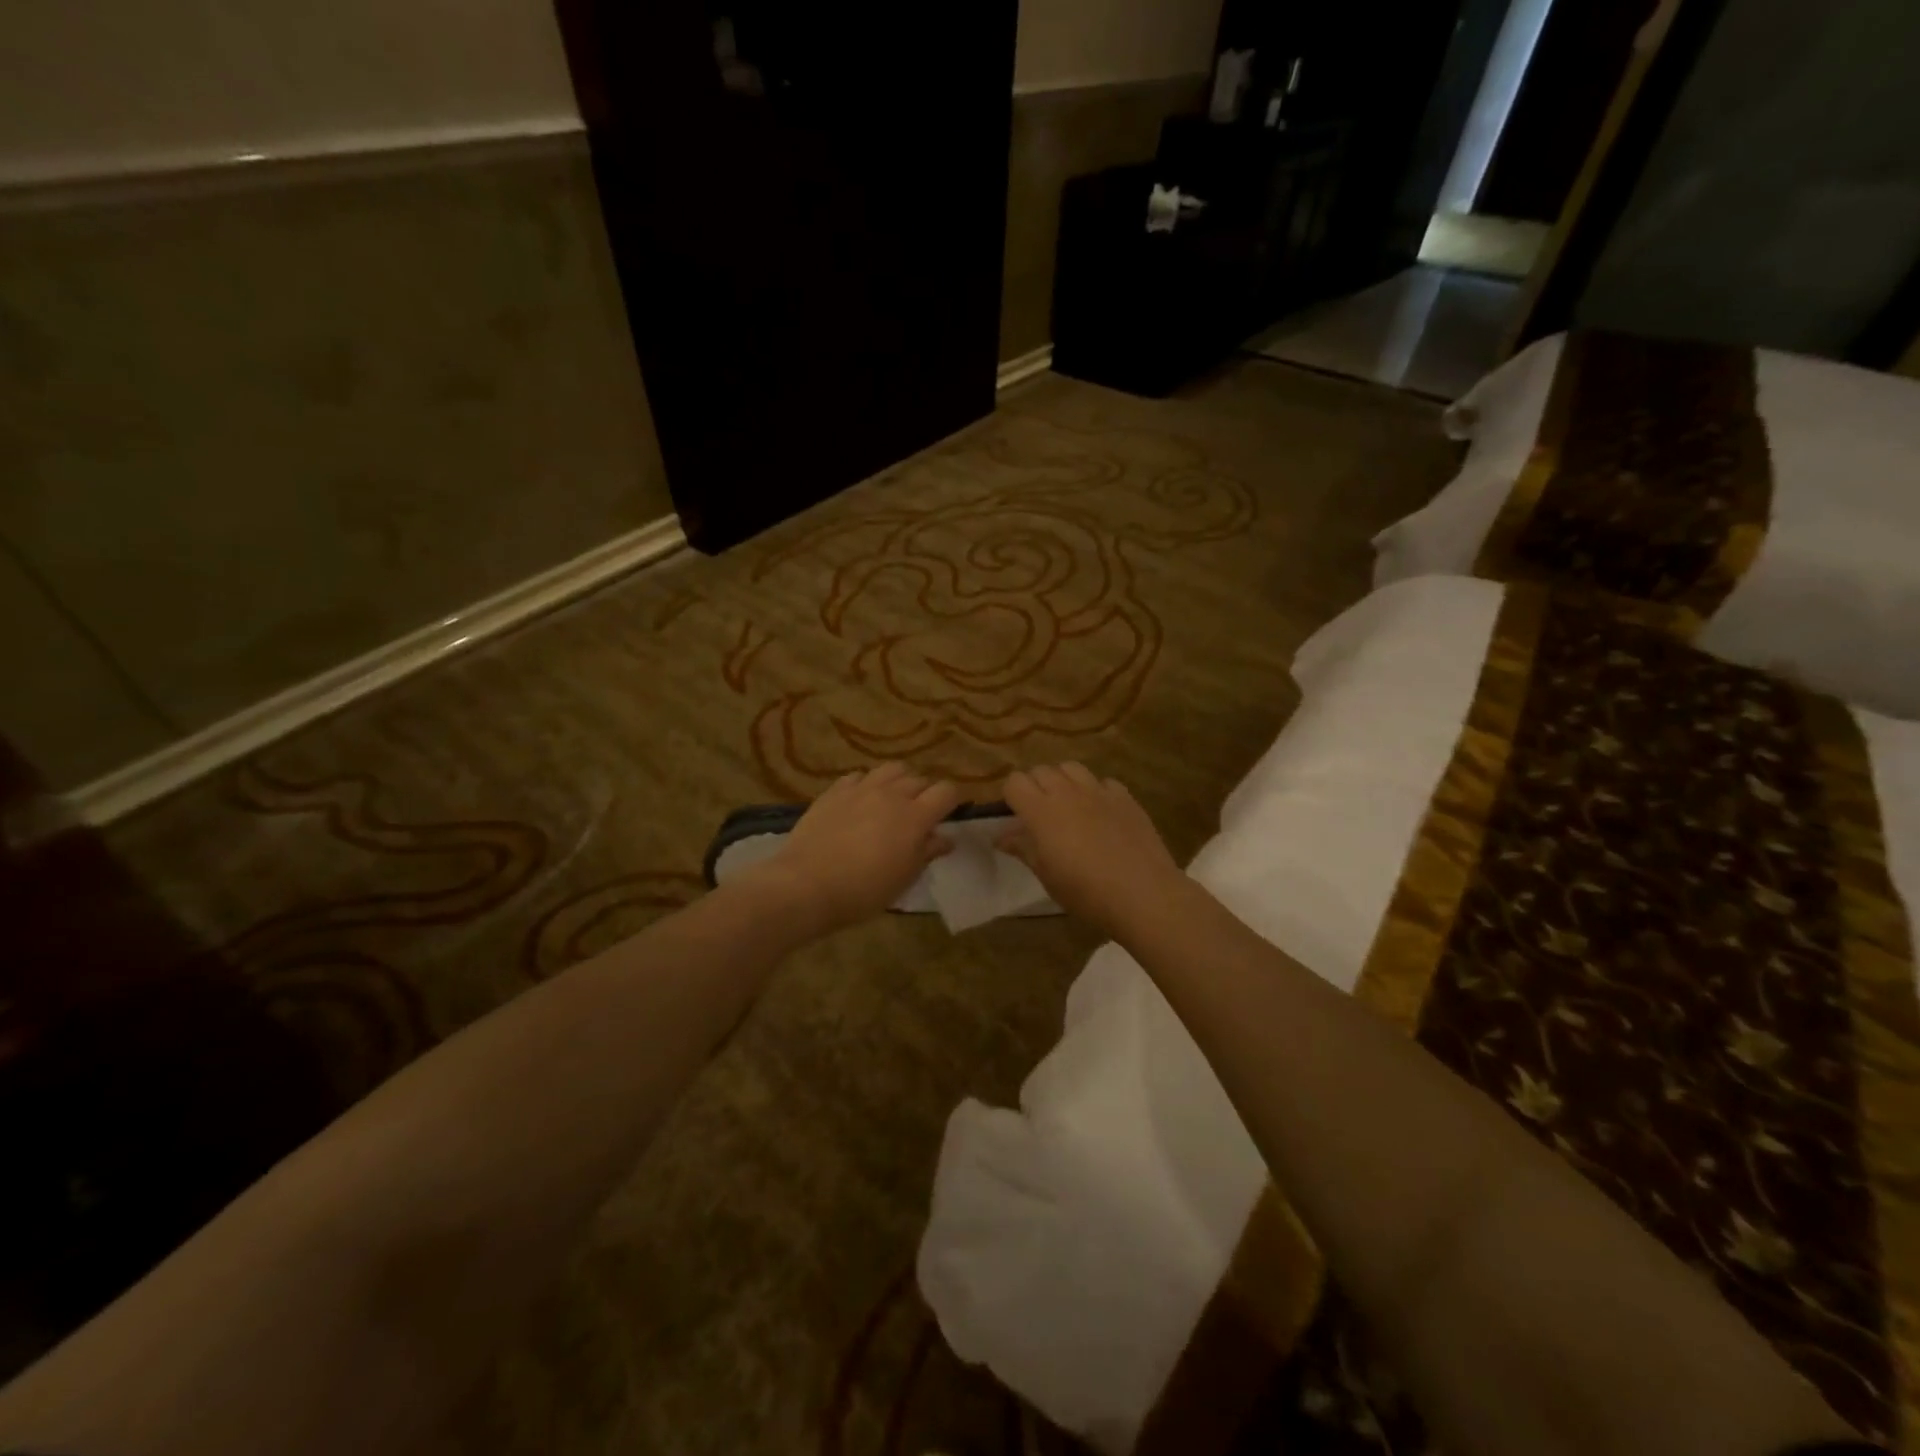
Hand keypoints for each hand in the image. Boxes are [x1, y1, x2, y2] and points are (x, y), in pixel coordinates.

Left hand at [743, 763, 963, 937]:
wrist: (806, 884)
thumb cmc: (863, 890)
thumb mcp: (904, 878)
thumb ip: (926, 852)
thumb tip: (945, 838)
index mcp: (915, 816)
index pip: (947, 791)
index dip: (953, 800)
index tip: (951, 813)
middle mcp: (891, 794)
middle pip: (919, 778)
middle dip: (925, 792)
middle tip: (920, 814)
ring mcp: (860, 789)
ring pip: (891, 769)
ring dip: (899, 781)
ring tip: (893, 800)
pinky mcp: (834, 791)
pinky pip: (858, 776)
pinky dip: (867, 785)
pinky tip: (861, 802)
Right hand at [999, 763, 1184, 938]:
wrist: (1143, 894)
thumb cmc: (1086, 892)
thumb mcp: (1047, 876)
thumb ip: (1023, 849)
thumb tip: (1001, 836)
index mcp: (1042, 811)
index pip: (1015, 781)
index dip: (1011, 795)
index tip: (1015, 816)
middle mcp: (1068, 792)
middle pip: (1042, 770)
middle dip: (1035, 786)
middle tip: (1039, 814)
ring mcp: (1099, 791)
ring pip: (1072, 768)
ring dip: (1063, 781)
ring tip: (1068, 806)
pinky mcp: (1125, 797)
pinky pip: (1103, 782)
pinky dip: (1095, 791)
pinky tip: (1101, 813)